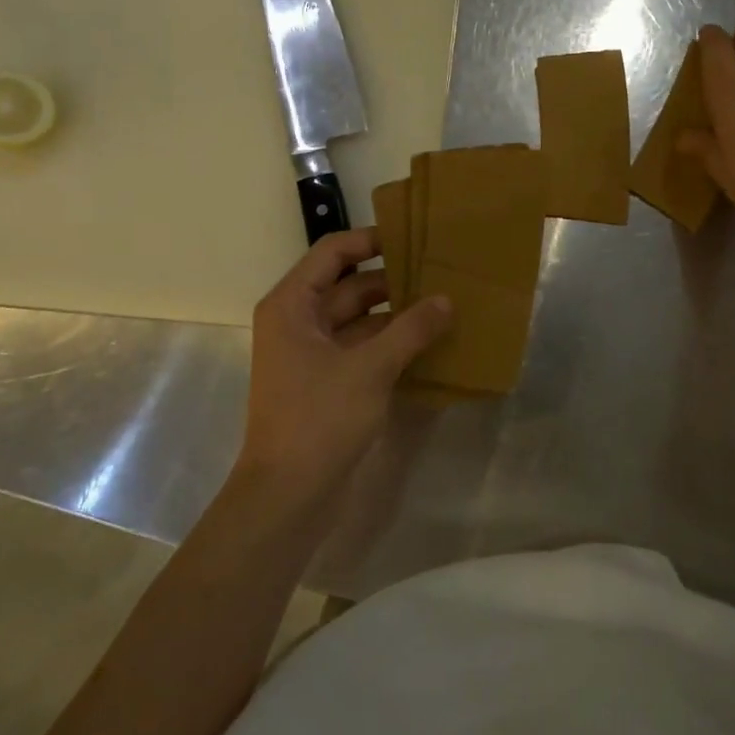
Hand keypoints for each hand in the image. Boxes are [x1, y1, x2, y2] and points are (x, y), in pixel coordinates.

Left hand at [240, 228, 451, 508]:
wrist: (288, 495)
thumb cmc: (319, 419)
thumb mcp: (370, 368)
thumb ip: (411, 329)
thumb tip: (446, 300)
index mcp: (291, 305)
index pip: (333, 253)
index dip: (372, 241)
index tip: (415, 239)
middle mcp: (297, 322)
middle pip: (349, 286)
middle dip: (393, 281)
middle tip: (441, 274)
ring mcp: (311, 354)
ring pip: (358, 320)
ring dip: (396, 315)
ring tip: (443, 306)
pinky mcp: (326, 382)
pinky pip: (361, 349)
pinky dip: (390, 344)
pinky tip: (429, 344)